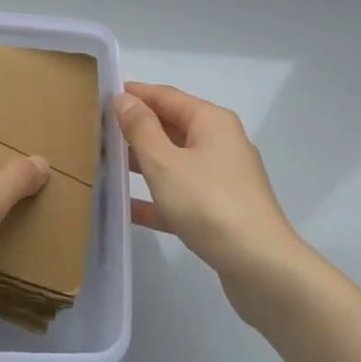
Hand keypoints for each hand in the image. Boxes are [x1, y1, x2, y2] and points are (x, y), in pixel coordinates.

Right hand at [117, 82, 301, 288]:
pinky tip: (127, 209)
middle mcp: (221, 142)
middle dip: (137, 128)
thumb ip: (141, 129)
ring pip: (175, 161)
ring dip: (144, 162)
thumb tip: (123, 98)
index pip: (167, 96)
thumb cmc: (209, 204)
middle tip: (98, 131)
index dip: (136, 94)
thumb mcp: (165, 163)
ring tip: (106, 164)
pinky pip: (182, 194)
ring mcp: (223, 178)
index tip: (102, 95)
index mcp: (211, 122)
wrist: (261, 267)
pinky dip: (157, 197)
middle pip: (172, 126)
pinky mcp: (221, 210)